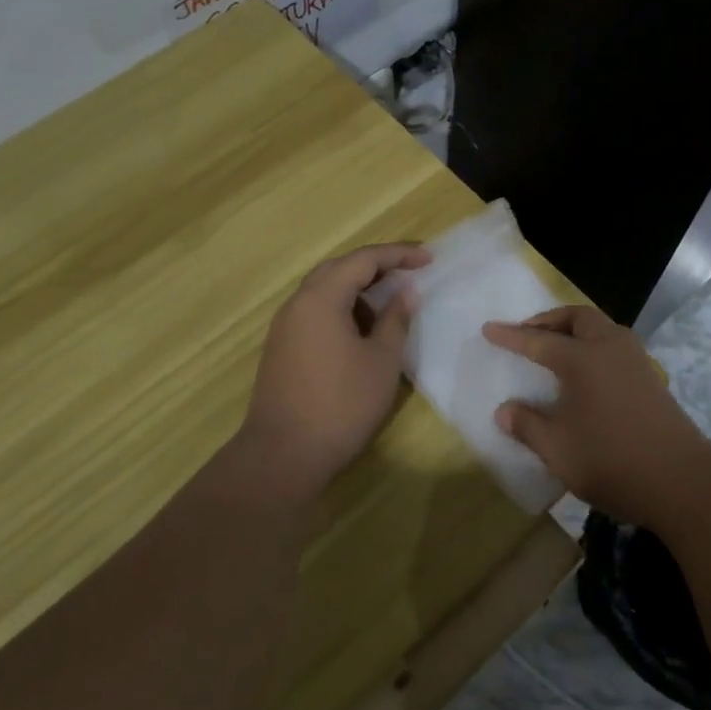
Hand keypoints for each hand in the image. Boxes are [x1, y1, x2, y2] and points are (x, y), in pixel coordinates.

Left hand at [238, 243, 429, 497]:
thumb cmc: (341, 404)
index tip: (428, 259)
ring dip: (357, 290)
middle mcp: (297, 304)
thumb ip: (395, 320)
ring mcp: (285, 327)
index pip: (363, 259)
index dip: (398, 255)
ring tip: (388, 306)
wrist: (283, 454)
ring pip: (324, 291)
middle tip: (408, 274)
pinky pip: (314, 313)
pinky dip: (341, 310)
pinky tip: (361, 333)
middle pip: (338, 269)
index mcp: (321, 298)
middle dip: (375, 267)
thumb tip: (404, 293)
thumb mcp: (381, 361)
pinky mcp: (282, 348)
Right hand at [483, 306, 710, 528]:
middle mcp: (610, 349)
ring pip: (602, 329)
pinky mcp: (652, 381)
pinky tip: (588, 374)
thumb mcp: (558, 448)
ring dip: (576, 330)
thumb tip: (504, 410)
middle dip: (550, 320)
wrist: (684, 483)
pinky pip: (616, 347)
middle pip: (578, 318)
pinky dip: (594, 347)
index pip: (538, 341)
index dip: (511, 336)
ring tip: (557, 348)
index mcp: (583, 359)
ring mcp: (637, 363)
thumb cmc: (612, 460)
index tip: (488, 329)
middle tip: (529, 333)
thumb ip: (528, 425)